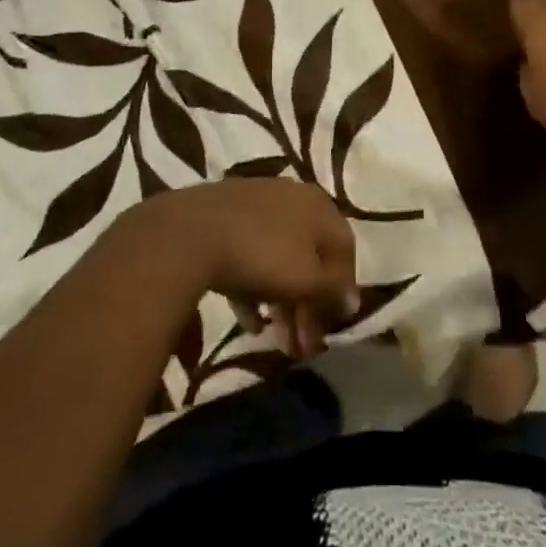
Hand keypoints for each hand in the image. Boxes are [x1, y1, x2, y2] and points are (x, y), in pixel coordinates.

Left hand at [125, 180, 359, 357]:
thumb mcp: (306, 279)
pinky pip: (250, 256)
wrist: (193, 232)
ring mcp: (258, 205)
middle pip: (311, 256)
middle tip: (303, 348)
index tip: (332, 328)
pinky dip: (254, 289)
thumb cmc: (262, 254)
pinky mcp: (227, 218)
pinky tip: (249, 323)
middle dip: (309, 306)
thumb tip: (353, 300)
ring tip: (277, 342)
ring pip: (280, 258)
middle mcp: (293, 198)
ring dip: (283, 303)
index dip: (343, 290)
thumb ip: (333, 291)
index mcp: (319, 205)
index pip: (344, 248)